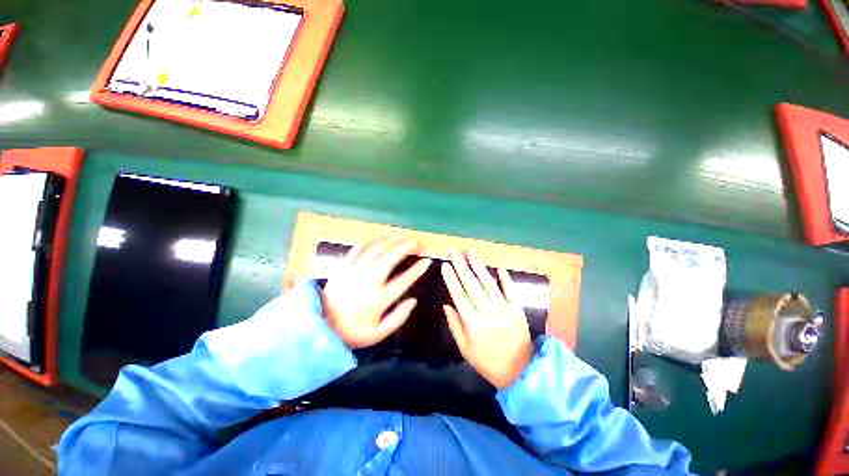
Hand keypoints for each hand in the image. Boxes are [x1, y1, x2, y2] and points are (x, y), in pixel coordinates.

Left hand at [322, 235, 430, 348]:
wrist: (320, 326)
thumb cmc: (353, 331)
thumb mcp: (379, 333)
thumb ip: (399, 317)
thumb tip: (414, 300)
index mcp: (378, 300)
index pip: (404, 280)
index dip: (418, 269)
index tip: (427, 260)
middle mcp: (367, 282)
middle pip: (390, 257)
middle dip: (406, 246)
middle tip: (417, 241)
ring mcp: (354, 271)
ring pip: (376, 249)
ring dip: (392, 239)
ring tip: (404, 235)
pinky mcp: (343, 266)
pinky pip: (359, 248)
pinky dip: (373, 241)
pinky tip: (382, 238)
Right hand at [441, 249, 532, 388]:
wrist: (520, 372)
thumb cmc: (487, 362)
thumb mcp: (465, 349)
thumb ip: (454, 325)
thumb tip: (446, 304)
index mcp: (472, 322)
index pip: (459, 295)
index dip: (451, 278)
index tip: (445, 264)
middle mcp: (487, 311)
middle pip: (471, 284)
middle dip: (461, 265)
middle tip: (453, 251)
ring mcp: (504, 308)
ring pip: (488, 282)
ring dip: (479, 265)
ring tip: (471, 252)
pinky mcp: (517, 308)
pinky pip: (510, 289)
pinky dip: (505, 278)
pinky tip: (499, 267)